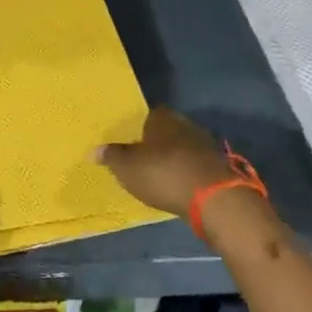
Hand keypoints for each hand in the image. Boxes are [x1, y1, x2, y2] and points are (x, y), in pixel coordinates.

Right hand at [98, 107, 249, 218]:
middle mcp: (186, 124)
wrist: (212, 198)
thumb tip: (93, 150)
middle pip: (168, 130)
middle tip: (143, 156)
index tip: (131, 139)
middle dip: (158, 142)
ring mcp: (206, 145)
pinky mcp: (218, 167)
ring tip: (159, 173)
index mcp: (162, 118)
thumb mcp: (127, 167)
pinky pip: (195, 165)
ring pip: (184, 147)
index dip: (139, 126)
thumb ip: (111, 156)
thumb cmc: (162, 173)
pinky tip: (178, 185)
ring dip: (174, 158)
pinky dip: (187, 172)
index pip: (149, 114)